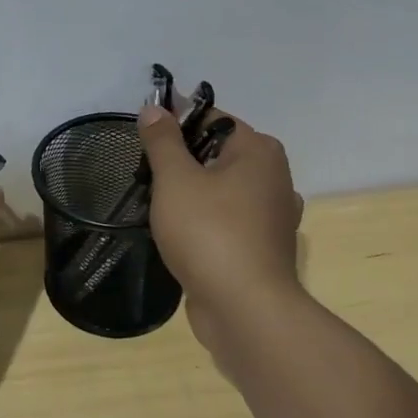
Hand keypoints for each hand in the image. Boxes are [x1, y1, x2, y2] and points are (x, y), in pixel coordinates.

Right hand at [137, 105, 305, 360]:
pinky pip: (227, 219)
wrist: (245, 309)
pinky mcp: (263, 246)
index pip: (211, 118)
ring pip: (221, 188)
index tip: (143, 138)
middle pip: (216, 153)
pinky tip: (180, 233)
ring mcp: (272, 215)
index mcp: (259, 151)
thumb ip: (163, 140)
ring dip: (190, 193)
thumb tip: (155, 107)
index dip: (175, 122)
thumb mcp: (175, 179)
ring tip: (156, 205)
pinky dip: (205, 221)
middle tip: (145, 175)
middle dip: (180, 161)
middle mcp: (274, 176)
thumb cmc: (209, 233)